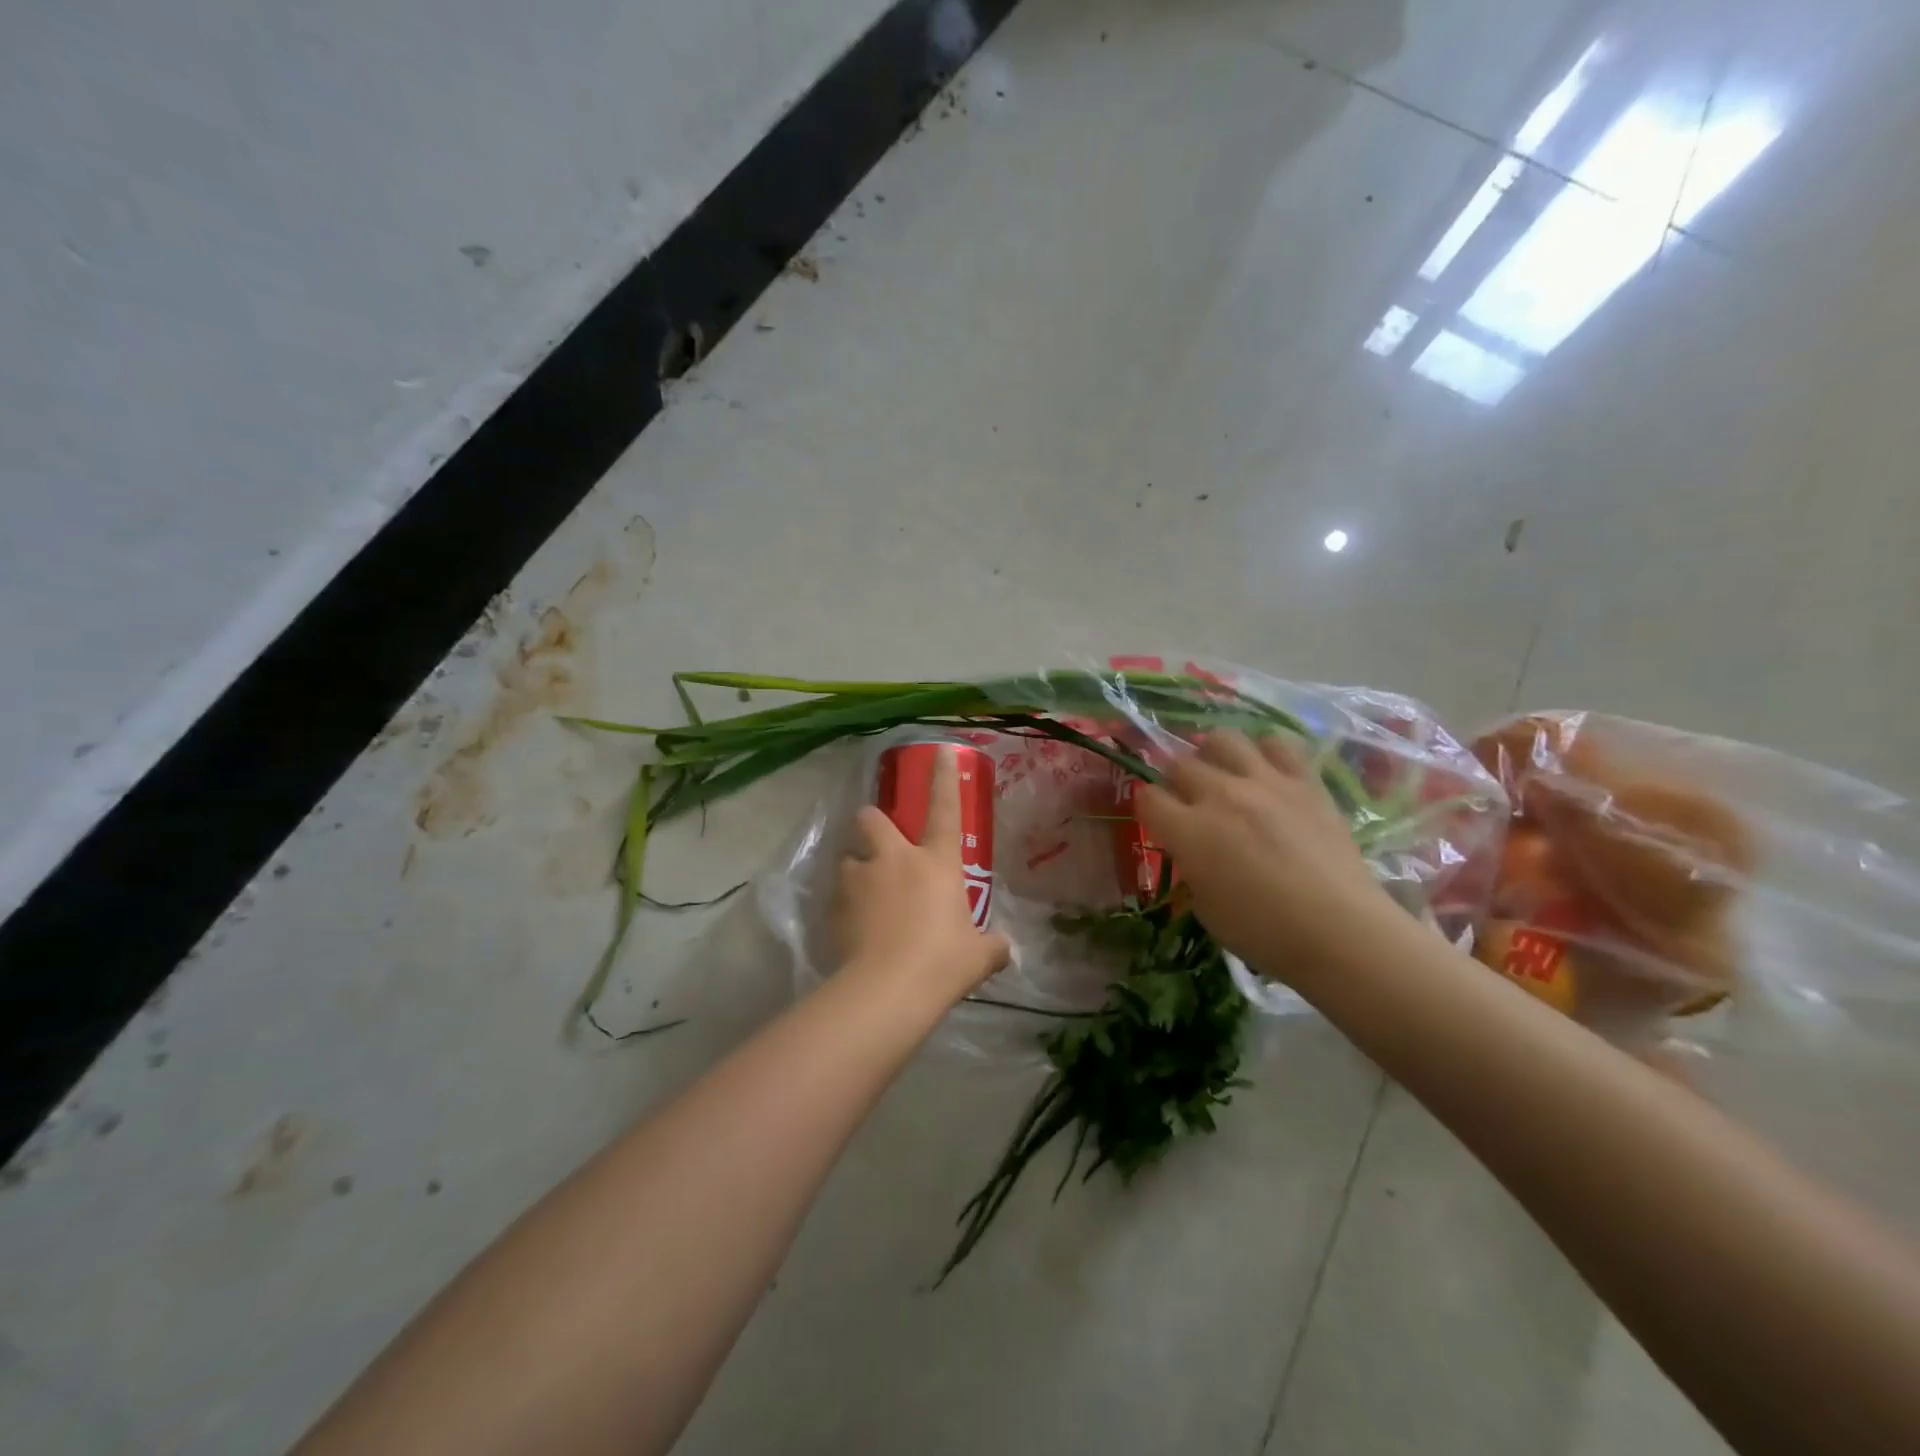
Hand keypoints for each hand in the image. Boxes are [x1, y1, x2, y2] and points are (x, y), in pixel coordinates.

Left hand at [834, 747, 1010, 1005]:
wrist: (888, 990)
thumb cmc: (943, 963)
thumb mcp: (978, 956)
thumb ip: (992, 946)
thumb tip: (1005, 949)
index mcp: (936, 862)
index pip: (945, 809)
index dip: (944, 778)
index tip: (942, 750)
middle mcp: (895, 859)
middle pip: (871, 818)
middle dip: (872, 824)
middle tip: (880, 847)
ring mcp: (861, 880)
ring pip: (847, 858)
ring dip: (856, 871)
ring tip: (864, 898)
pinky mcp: (836, 906)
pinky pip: (837, 896)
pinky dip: (844, 906)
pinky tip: (853, 931)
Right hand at [1136, 731, 1401, 988]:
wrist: (1340, 931)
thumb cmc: (1264, 933)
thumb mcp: (1205, 908)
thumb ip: (1192, 866)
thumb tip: (1195, 849)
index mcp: (1189, 831)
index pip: (1148, 797)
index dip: (1148, 807)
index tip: (1159, 820)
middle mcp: (1220, 795)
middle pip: (1180, 764)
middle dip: (1176, 780)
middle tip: (1189, 801)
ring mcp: (1265, 783)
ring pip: (1223, 739)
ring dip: (1213, 753)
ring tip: (1222, 772)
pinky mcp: (1304, 782)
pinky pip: (1278, 744)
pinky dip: (1266, 752)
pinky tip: (1267, 771)